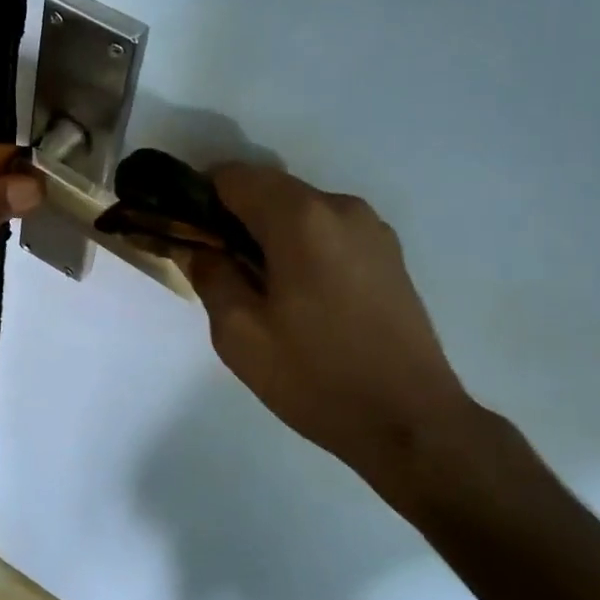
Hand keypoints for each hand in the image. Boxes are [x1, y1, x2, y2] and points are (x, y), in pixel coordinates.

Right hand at [189, 164, 472, 474]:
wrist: (411, 423)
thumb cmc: (315, 376)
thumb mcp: (240, 334)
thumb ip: (210, 276)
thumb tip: (197, 247)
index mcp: (301, 219)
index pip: (233, 176)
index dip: (201, 198)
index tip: (188, 237)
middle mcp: (341, 207)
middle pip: (269, 190)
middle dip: (235, 219)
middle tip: (218, 270)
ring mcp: (372, 229)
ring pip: (300, 211)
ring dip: (269, 234)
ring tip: (261, 290)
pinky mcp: (389, 254)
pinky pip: (329, 232)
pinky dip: (301, 247)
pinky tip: (300, 297)